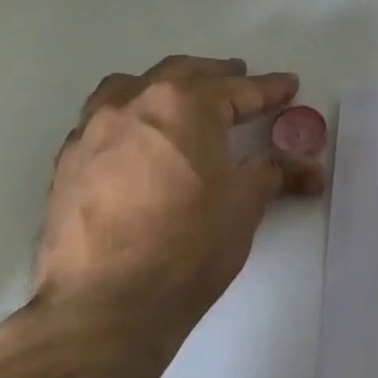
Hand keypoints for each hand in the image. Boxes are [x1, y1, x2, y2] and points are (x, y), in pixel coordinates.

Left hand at [34, 56, 325, 326]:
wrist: (106, 303)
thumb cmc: (188, 245)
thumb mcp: (244, 206)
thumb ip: (274, 174)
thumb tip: (310, 170)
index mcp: (182, 105)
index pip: (236, 90)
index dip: (268, 89)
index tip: (288, 85)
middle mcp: (131, 104)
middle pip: (180, 75)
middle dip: (215, 76)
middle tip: (239, 79)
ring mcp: (91, 131)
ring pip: (130, 89)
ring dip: (162, 88)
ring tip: (180, 100)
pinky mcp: (67, 163)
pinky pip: (102, 123)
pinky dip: (129, 119)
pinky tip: (138, 144)